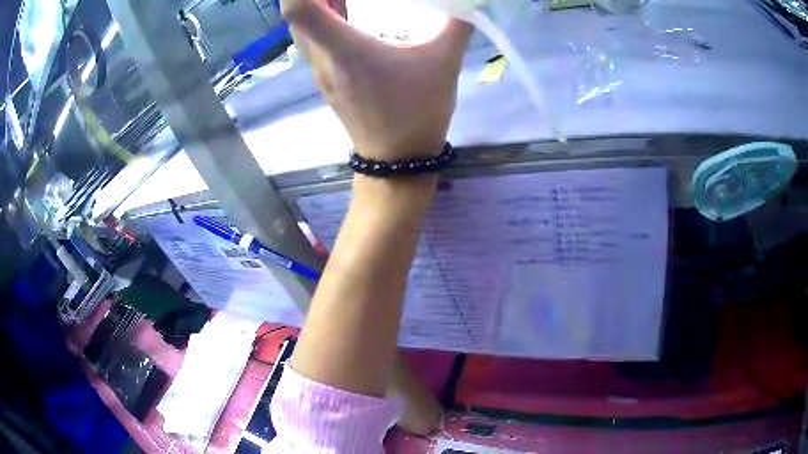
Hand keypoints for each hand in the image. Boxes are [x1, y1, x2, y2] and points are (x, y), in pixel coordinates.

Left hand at [282, 0, 472, 160]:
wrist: (397, 161)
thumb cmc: (417, 111)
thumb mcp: (444, 61)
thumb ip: (457, 23)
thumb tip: (469, 0)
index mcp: (343, 49)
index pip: (298, 8)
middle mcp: (322, 58)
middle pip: (296, 15)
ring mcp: (320, 71)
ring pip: (303, 29)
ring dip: (317, 5)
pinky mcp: (327, 80)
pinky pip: (314, 41)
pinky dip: (323, 21)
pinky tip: (349, 14)